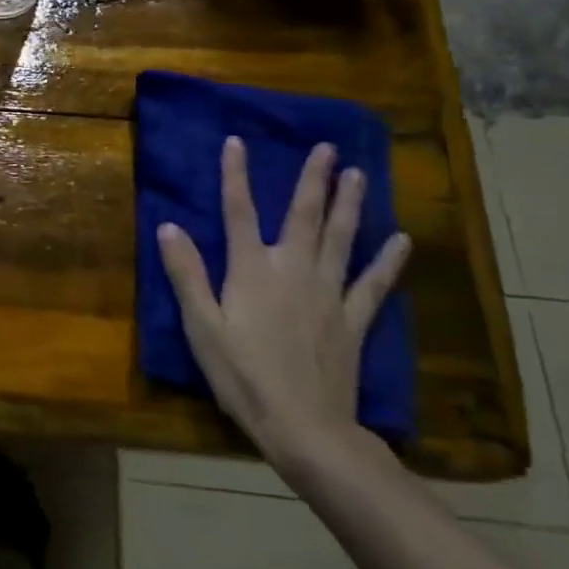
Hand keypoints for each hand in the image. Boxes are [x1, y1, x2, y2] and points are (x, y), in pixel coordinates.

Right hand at [157, 137, 409, 467]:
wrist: (304, 426)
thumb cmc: (242, 375)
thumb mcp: (201, 326)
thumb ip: (187, 274)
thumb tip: (168, 226)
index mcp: (251, 270)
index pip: (239, 211)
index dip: (236, 175)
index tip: (236, 142)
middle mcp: (293, 270)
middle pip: (303, 216)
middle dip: (312, 179)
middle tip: (325, 147)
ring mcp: (328, 294)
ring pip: (340, 238)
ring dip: (349, 204)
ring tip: (356, 174)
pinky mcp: (352, 320)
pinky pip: (373, 283)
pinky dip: (387, 260)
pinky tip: (400, 240)